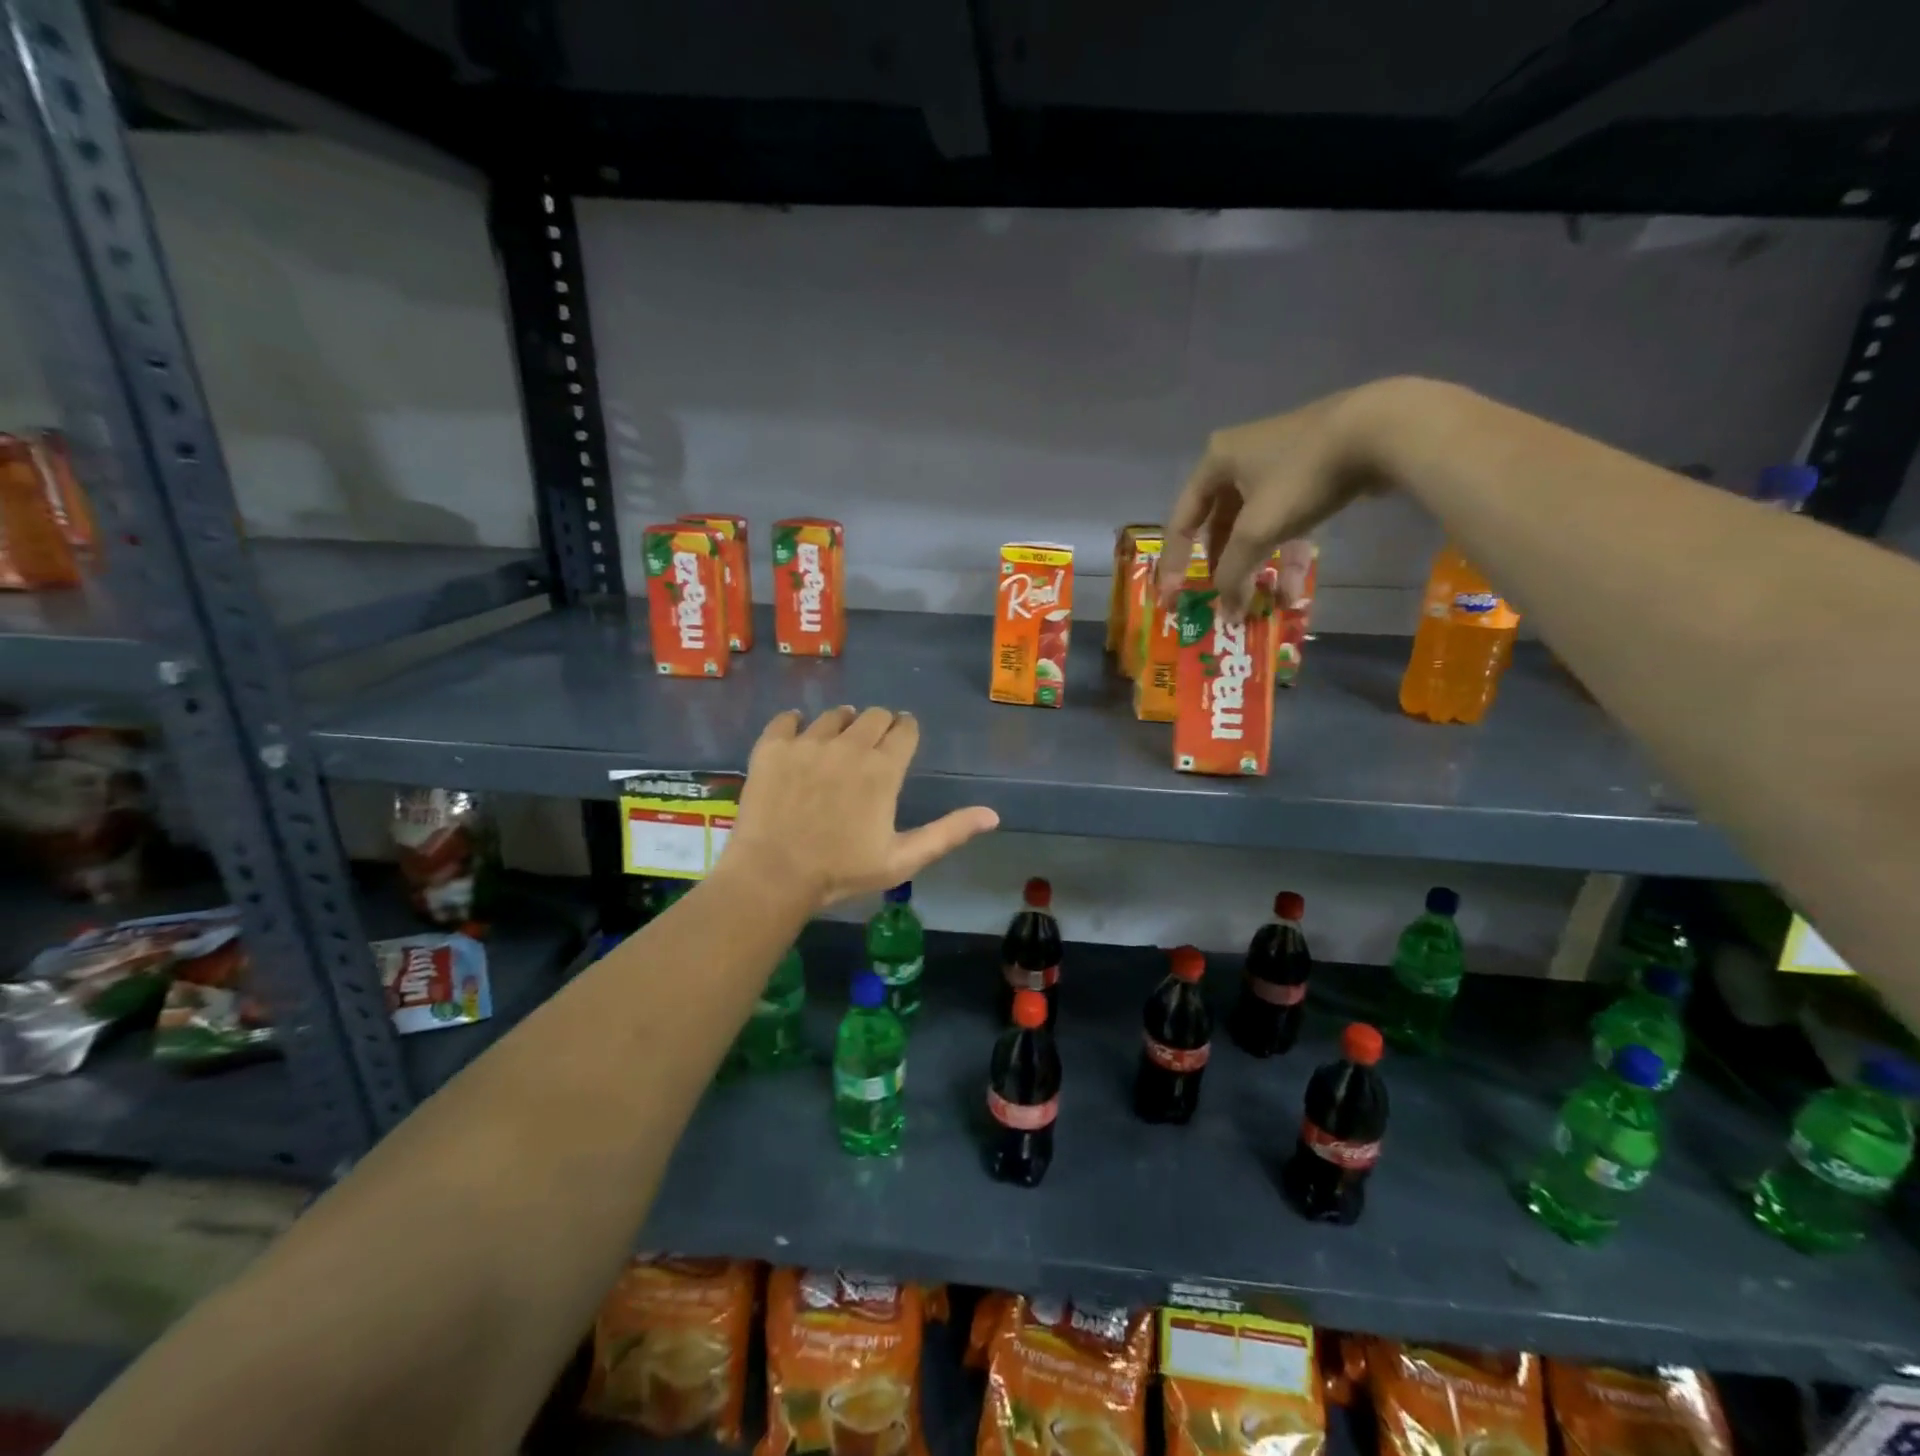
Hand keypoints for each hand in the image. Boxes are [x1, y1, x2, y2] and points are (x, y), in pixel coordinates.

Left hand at [724, 706, 998, 910]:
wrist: (773, 876)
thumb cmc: (842, 871)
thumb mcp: (903, 859)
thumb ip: (948, 832)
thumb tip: (993, 815)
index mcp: (883, 769)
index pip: (904, 729)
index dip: (907, 731)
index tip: (903, 738)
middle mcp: (848, 745)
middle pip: (873, 714)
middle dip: (879, 724)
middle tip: (872, 746)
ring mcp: (807, 742)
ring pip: (834, 714)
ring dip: (842, 724)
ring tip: (837, 743)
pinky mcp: (772, 747)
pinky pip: (787, 719)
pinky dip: (795, 725)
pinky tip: (797, 739)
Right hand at [1157, 382, 1403, 620]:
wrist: (1381, 429)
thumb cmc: (1302, 476)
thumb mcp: (1257, 529)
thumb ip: (1232, 573)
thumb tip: (1226, 614)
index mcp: (1214, 462)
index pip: (1182, 522)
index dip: (1175, 564)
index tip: (1174, 599)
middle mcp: (1239, 459)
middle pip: (1219, 527)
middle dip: (1224, 568)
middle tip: (1222, 599)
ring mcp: (1277, 464)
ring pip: (1256, 527)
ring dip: (1258, 567)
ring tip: (1262, 603)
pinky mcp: (1310, 471)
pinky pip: (1285, 520)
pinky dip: (1286, 553)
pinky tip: (1292, 589)